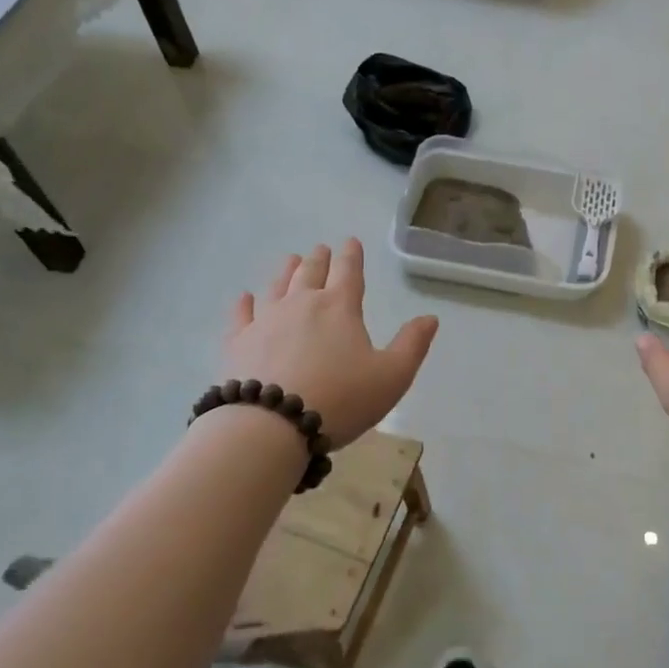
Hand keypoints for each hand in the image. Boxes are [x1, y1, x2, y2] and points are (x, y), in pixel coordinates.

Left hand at [222, 239, 437, 448]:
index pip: (349, 272)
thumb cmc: (341, 399)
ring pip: (277, 286)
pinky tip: (244, 298)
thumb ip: (412, 345)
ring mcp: (266, 320)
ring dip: (286, 271)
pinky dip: (244, 304)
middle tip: (321, 249)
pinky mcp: (238, 342)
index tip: (350, 242)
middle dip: (319, 259)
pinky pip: (241, 315)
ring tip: (290, 260)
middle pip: (310, 273)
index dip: (351, 255)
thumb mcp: (392, 376)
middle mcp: (301, 304)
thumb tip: (430, 317)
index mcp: (340, 307)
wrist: (272, 425)